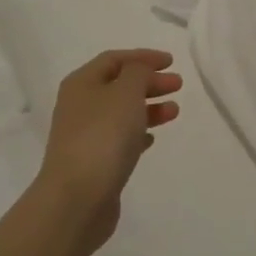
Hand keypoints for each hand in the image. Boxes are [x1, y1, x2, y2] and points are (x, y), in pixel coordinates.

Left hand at [38, 49, 182, 253]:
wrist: (77, 198)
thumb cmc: (103, 136)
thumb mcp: (126, 92)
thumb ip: (138, 73)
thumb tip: (139, 71)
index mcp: (82, 83)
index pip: (114, 59)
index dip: (143, 57)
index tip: (172, 62)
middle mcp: (80, 105)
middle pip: (119, 85)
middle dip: (149, 82)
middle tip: (178, 85)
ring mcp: (85, 135)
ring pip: (122, 113)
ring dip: (149, 107)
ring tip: (175, 112)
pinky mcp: (94, 162)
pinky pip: (119, 139)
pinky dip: (138, 133)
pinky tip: (153, 138)